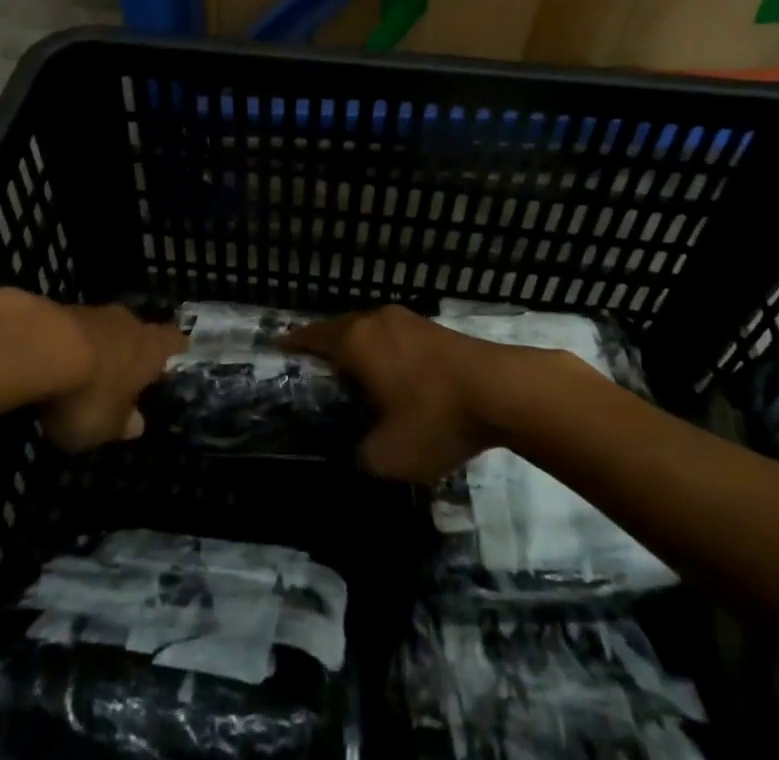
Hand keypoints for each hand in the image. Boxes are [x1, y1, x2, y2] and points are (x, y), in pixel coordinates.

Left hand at [37, 303, 187, 453]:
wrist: (40, 347)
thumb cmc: (88, 393)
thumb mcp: (106, 425)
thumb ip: (122, 424)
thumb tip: (138, 424)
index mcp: (150, 350)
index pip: (173, 341)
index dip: (175, 347)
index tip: (179, 349)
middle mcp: (129, 325)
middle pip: (139, 331)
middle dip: (134, 348)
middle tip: (129, 367)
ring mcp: (95, 313)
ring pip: (107, 328)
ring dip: (101, 345)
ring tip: (91, 368)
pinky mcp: (62, 310)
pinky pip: (77, 329)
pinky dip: (72, 344)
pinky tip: (60, 360)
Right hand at [281, 305, 511, 481]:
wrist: (501, 390)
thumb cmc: (435, 418)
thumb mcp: (389, 455)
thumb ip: (361, 456)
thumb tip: (354, 454)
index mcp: (356, 342)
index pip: (313, 337)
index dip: (294, 343)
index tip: (277, 348)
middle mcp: (375, 321)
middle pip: (339, 328)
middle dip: (323, 345)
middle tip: (310, 367)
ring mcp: (406, 320)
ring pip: (367, 329)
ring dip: (354, 346)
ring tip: (347, 371)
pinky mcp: (431, 328)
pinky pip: (390, 334)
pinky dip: (379, 349)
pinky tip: (386, 372)